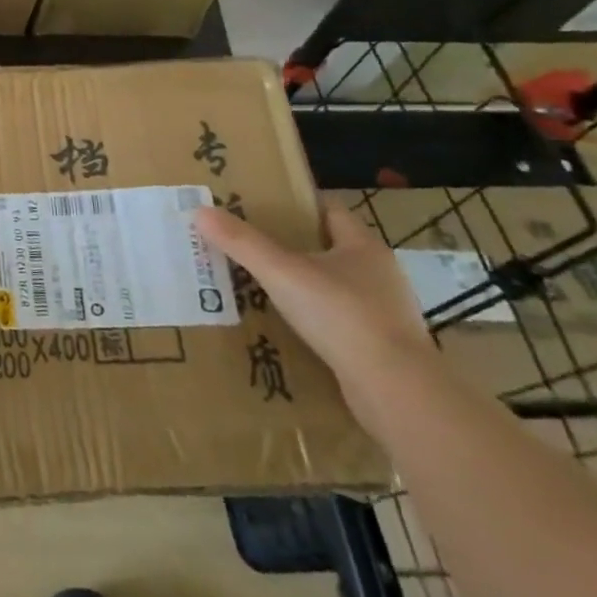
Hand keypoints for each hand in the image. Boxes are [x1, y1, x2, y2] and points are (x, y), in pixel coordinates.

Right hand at [195, 201, 433, 417]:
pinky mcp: (383, 347)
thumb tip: (200, 211)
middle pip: (331, 247)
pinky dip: (317, 320)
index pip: (329, 210)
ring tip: (264, 286)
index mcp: (364, 246)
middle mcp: (380, 274)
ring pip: (336, 286)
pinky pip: (342, 322)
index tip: (261, 205)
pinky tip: (289, 327)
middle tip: (251, 245)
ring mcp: (385, 312)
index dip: (296, 204)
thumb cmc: (342, 316)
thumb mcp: (282, 273)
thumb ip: (242, 242)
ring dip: (305, 285)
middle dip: (293, 245)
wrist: (396, 392)